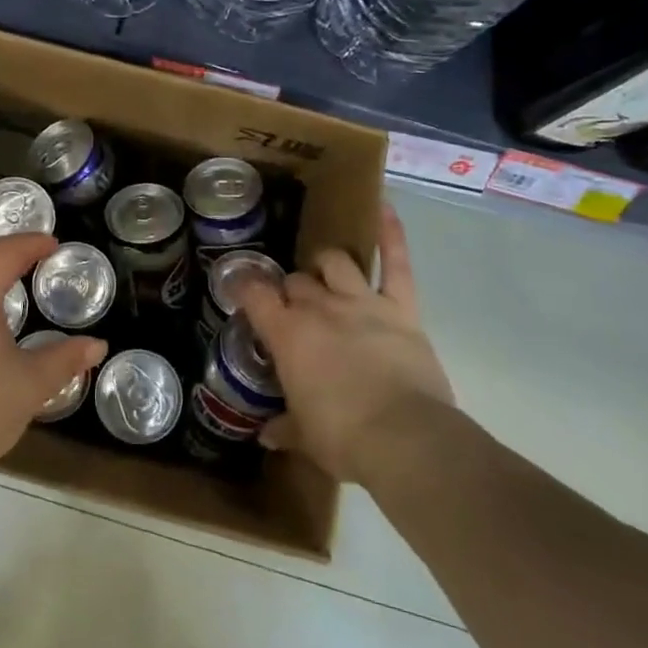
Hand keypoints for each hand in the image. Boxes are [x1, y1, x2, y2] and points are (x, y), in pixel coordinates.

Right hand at [237, 203, 453, 485]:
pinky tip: (384, 207)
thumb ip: (285, 428)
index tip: (241, 289)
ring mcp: (361, 301)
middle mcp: (319, 307)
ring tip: (324, 270)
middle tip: (293, 306)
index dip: (245, 288)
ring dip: (326, 264)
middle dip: (291, 289)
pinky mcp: (400, 307)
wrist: (406, 439)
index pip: (255, 295)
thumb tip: (266, 433)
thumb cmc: (344, 438)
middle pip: (296, 281)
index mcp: (288, 334)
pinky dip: (391, 234)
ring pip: (335, 262)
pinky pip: (395, 263)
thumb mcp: (306, 437)